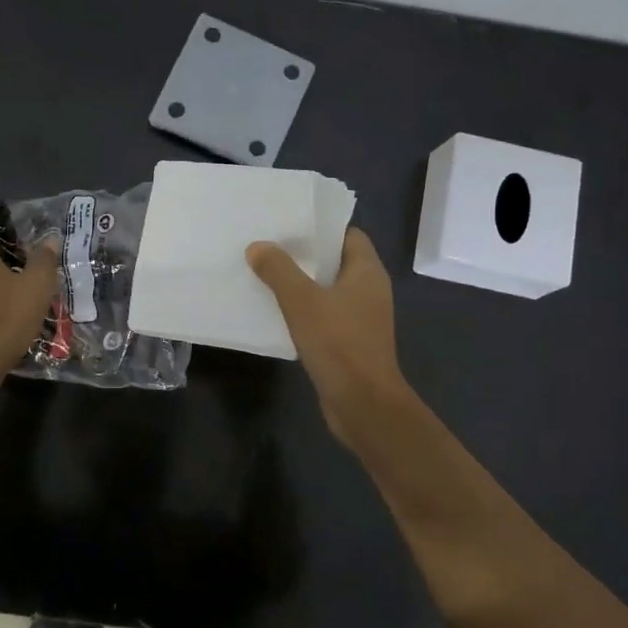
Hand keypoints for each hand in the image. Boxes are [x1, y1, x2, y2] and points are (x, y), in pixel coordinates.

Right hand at [246, 228, 412, 446]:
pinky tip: (276, 311)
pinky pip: (324, 315)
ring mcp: (361, 318)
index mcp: (367, 272)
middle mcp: (369, 290)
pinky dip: (304, 310)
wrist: (363, 404)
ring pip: (327, 290)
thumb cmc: (339, 343)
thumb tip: (258, 246)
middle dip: (304, 254)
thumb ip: (279, 270)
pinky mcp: (350, 342)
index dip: (320, 227)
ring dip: (301, 283)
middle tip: (267, 245)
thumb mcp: (302, 301)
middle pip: (335, 261)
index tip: (288, 223)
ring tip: (264, 273)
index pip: (348, 234)